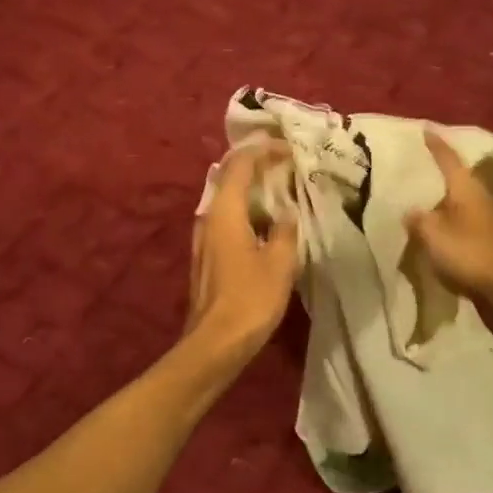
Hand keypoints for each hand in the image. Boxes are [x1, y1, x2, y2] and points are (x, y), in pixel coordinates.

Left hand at [185, 142, 300, 358]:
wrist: (215, 343)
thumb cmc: (250, 299)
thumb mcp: (279, 262)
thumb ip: (284, 231)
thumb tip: (286, 214)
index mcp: (224, 211)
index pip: (240, 164)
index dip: (263, 151)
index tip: (288, 149)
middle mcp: (208, 217)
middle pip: (229, 177)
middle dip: (256, 166)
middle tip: (286, 164)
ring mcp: (203, 238)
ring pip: (227, 200)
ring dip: (251, 190)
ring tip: (280, 190)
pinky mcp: (206, 256)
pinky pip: (227, 220)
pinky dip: (246, 211)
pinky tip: (266, 224)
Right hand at [404, 130, 492, 301]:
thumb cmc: (470, 253)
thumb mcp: (433, 234)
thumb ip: (417, 219)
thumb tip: (409, 210)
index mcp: (466, 187)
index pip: (448, 158)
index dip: (435, 144)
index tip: (424, 129)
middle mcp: (478, 196)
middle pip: (454, 178)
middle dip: (436, 172)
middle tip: (414, 166)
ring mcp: (485, 219)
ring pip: (457, 201)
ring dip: (440, 199)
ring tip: (417, 198)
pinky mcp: (486, 239)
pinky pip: (460, 222)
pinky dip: (445, 220)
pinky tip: (432, 228)